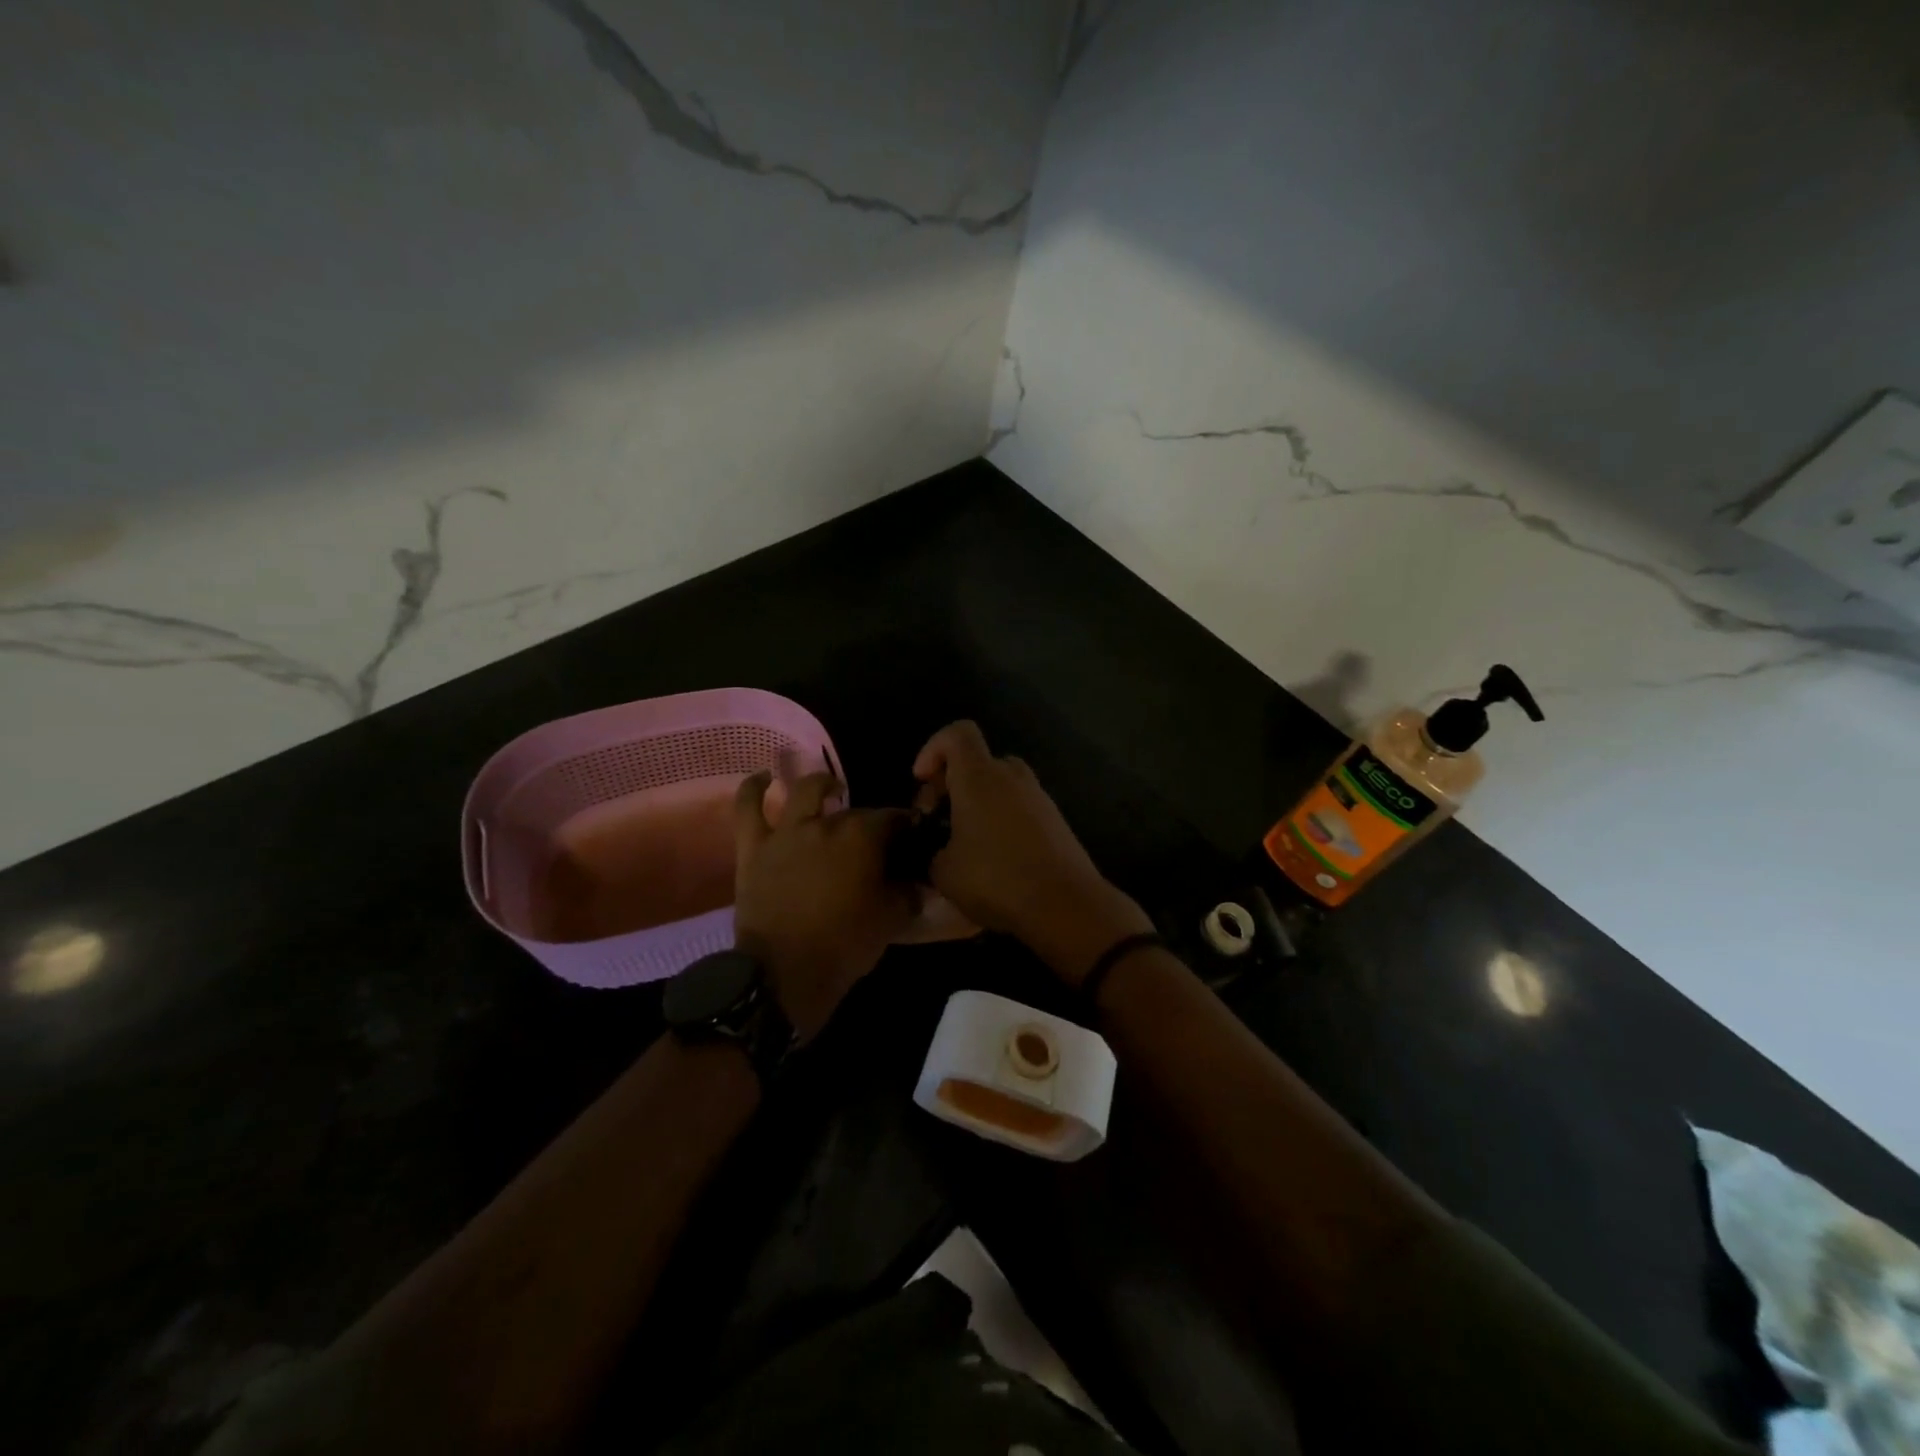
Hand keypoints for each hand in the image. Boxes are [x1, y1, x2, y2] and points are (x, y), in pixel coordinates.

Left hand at [732, 770, 914, 1041]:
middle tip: (876, 841)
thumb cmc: (844, 946)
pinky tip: (764, 778)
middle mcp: (827, 823)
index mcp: (864, 837)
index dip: (907, 828)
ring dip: (823, 785)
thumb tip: (915, 880)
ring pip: (806, 791)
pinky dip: (754, 787)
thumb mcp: (891, 920)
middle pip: (855, 811)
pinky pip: (748, 807)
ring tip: (831, 790)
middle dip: (870, 820)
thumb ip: (907, 893)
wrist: (784, 973)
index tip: (912, 840)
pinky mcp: (754, 847)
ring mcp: (787, 831)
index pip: (894, 819)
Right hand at [912, 722, 1151, 983]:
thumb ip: (933, 850)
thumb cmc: (996, 879)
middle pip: (978, 761)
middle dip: (953, 783)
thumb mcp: (944, 872)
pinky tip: (994, 860)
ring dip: (978, 805)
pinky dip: (1001, 821)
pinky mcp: (1056, 821)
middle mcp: (1012, 777)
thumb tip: (940, 851)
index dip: (933, 748)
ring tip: (965, 844)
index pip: (957, 733)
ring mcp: (1039, 797)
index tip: (922, 781)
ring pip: (1000, 786)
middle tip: (939, 820)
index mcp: (979, 777)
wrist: (1066, 905)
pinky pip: (1020, 808)